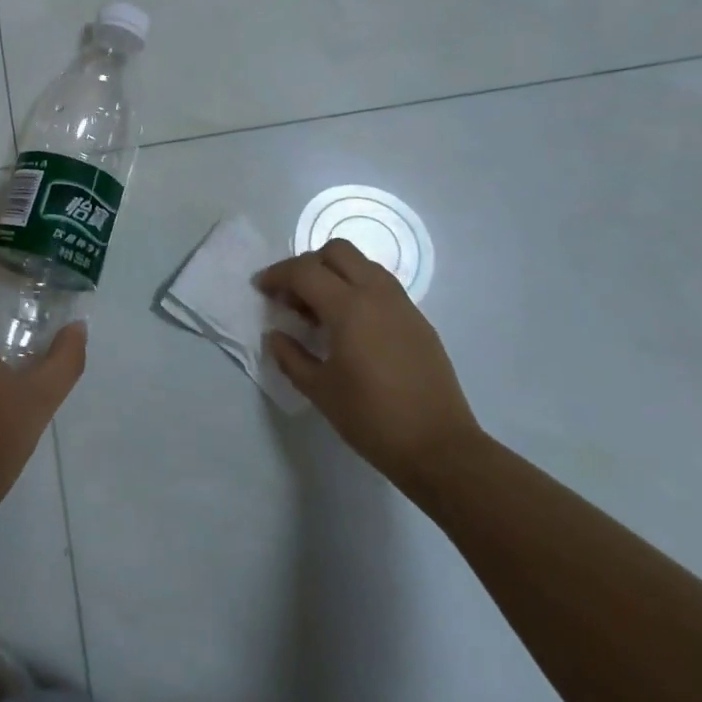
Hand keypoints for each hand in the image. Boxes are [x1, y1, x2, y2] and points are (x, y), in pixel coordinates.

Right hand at [258, 238, 481, 493]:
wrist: (440, 449)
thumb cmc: (372, 419)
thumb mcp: (319, 390)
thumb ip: (291, 357)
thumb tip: (275, 335)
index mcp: (349, 308)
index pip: (304, 271)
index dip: (277, 275)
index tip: (261, 289)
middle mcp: (376, 294)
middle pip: (337, 252)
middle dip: (307, 265)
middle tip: (292, 295)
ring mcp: (402, 305)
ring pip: (363, 264)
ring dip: (335, 273)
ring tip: (321, 309)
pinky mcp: (418, 321)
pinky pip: (381, 286)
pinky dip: (358, 289)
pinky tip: (351, 325)